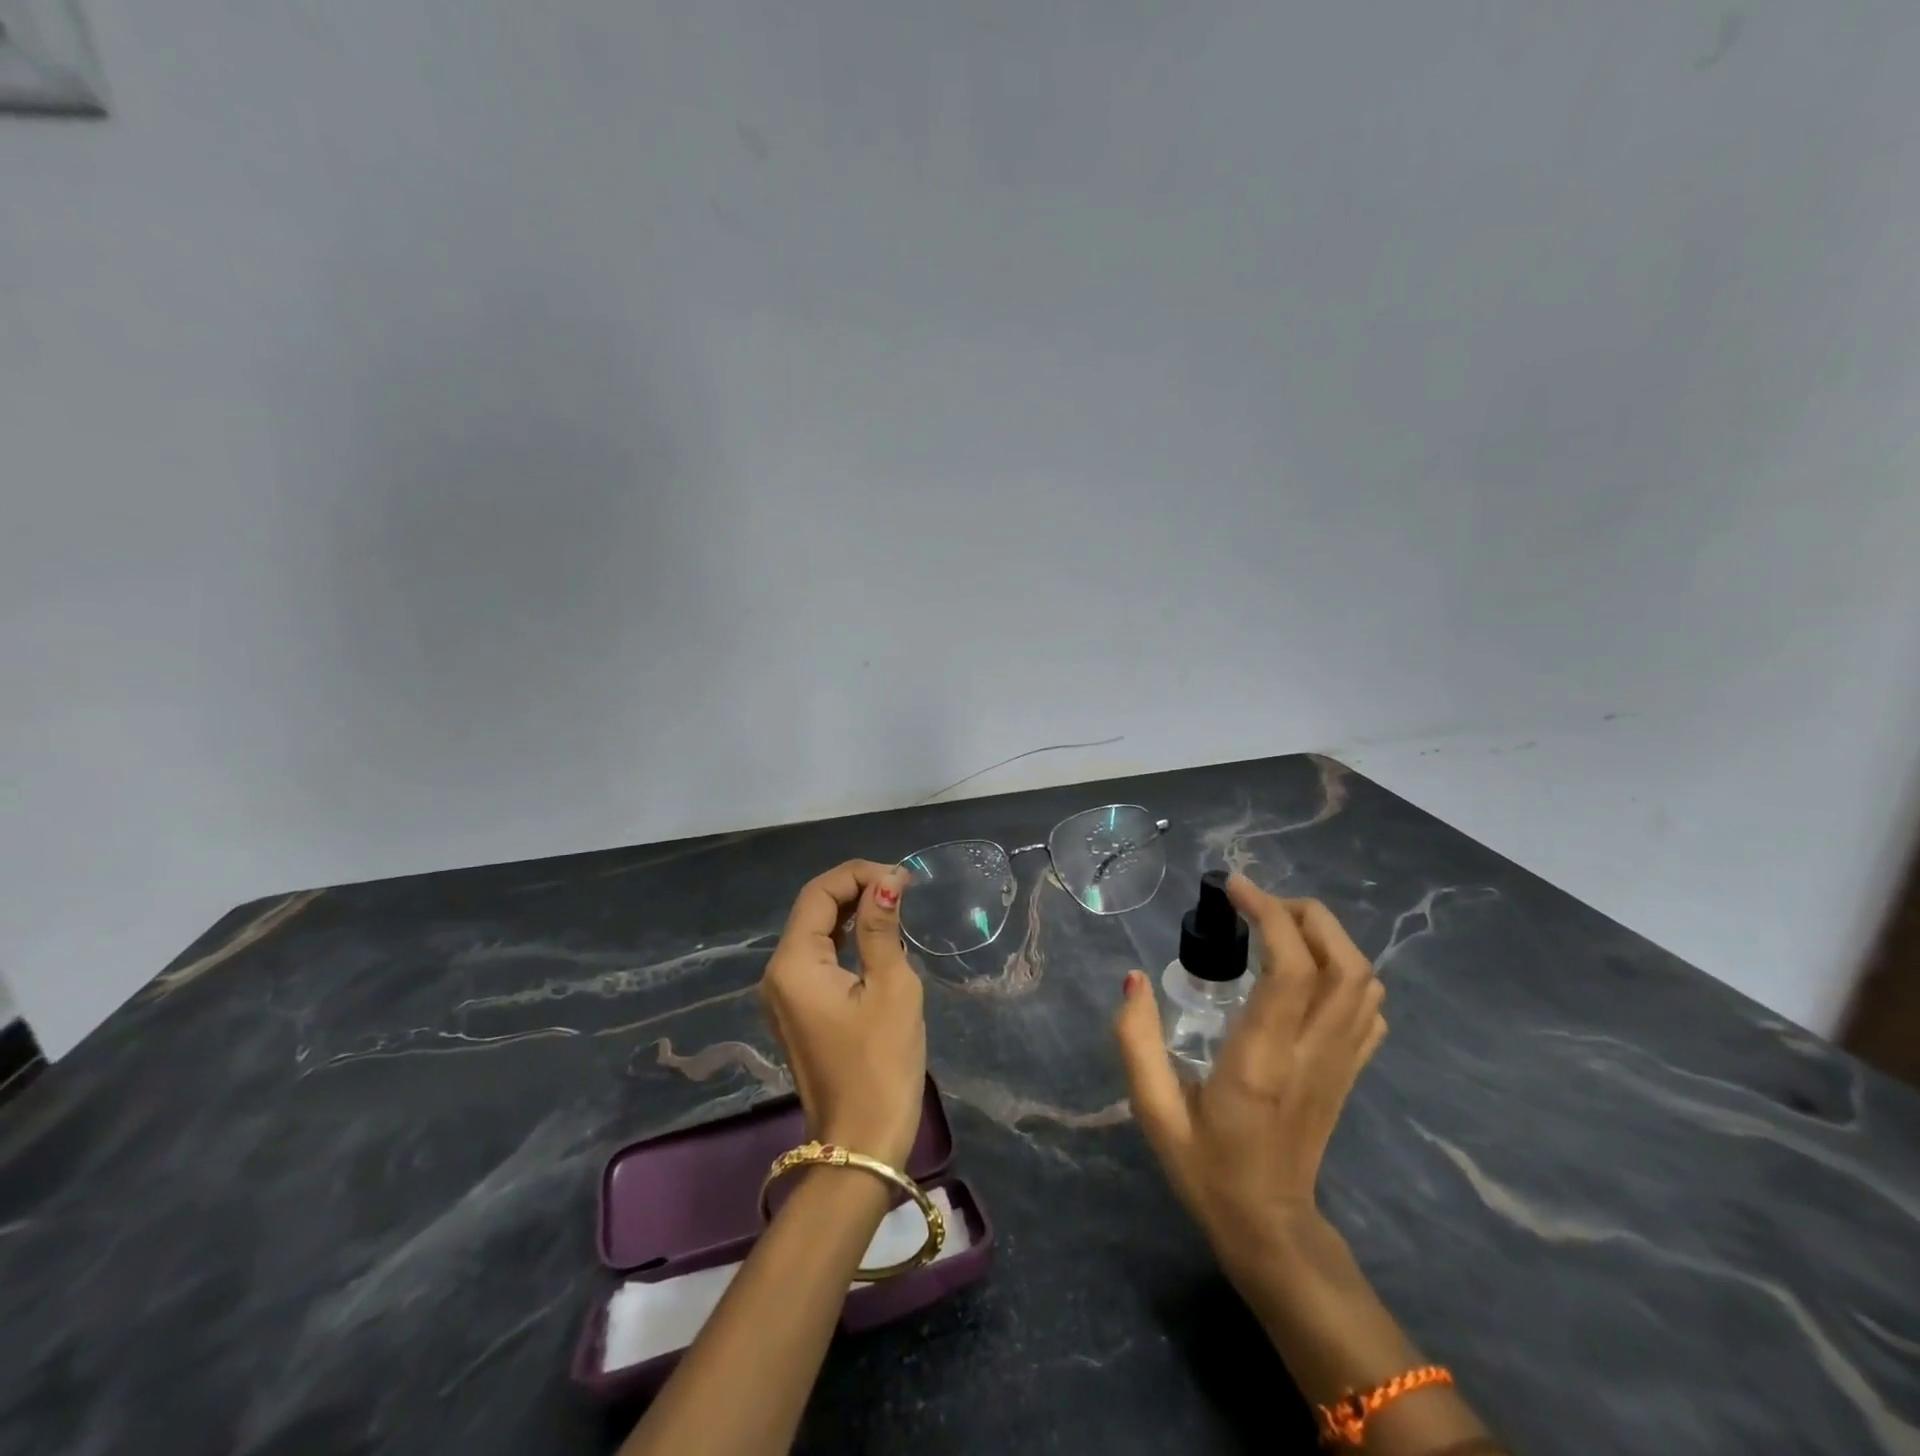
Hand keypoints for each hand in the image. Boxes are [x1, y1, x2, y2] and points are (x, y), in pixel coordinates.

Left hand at [761, 861, 925, 1168]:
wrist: (861, 1144)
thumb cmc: (880, 1064)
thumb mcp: (891, 987)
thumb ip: (882, 928)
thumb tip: (887, 881)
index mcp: (793, 964)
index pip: (819, 893)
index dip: (859, 875)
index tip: (902, 879)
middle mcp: (777, 973)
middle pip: (812, 909)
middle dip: (855, 888)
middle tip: (902, 888)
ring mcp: (784, 994)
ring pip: (815, 932)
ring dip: (851, 911)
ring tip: (895, 903)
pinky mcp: (798, 1010)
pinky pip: (818, 958)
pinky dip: (845, 939)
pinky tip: (876, 935)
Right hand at [1114, 875, 1385, 1300]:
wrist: (1271, 1230)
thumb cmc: (1207, 1169)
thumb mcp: (1153, 1111)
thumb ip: (1136, 1042)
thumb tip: (1134, 978)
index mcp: (1262, 1059)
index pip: (1289, 969)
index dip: (1268, 914)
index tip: (1234, 889)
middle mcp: (1312, 1053)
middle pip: (1343, 962)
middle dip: (1305, 914)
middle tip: (1256, 904)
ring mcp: (1341, 1063)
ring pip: (1364, 980)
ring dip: (1327, 937)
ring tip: (1277, 928)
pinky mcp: (1350, 1072)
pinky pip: (1368, 1008)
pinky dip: (1346, 971)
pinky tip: (1306, 971)